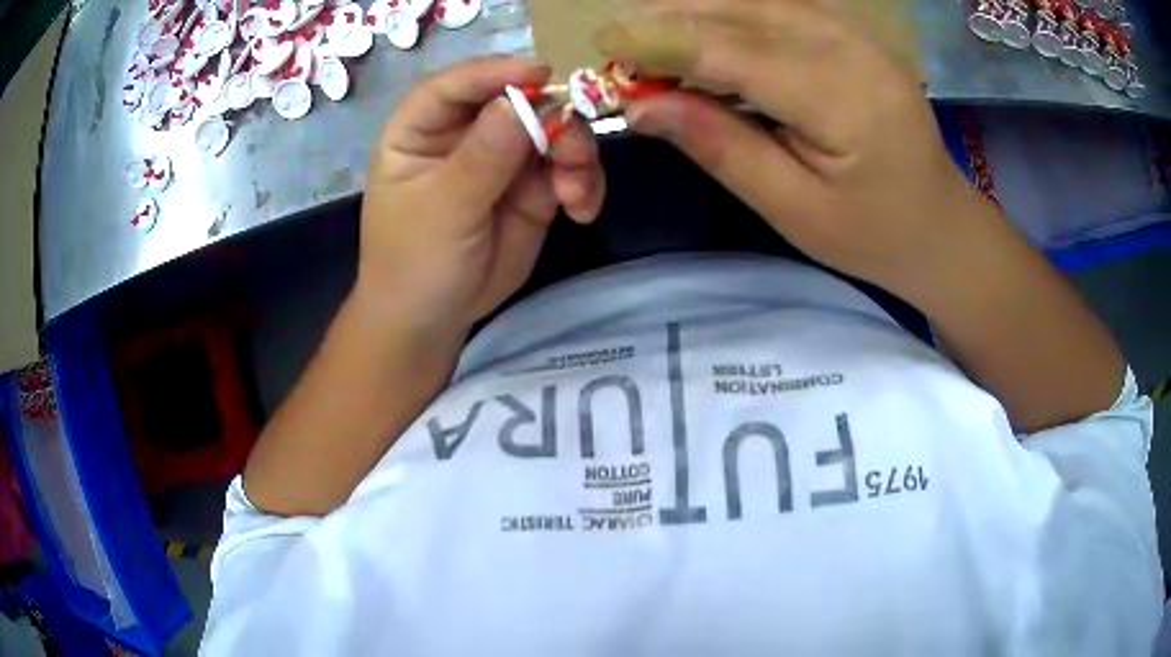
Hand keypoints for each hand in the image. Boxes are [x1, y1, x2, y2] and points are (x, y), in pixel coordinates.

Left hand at [357, 56, 604, 341]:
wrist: (432, 318)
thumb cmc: (415, 261)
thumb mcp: (444, 210)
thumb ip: (483, 157)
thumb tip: (522, 102)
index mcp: (421, 129)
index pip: (454, 86)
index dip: (495, 72)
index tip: (540, 75)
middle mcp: (465, 133)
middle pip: (517, 101)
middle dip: (553, 121)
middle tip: (573, 156)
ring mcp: (503, 158)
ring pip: (552, 132)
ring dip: (576, 154)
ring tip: (577, 195)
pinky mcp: (533, 187)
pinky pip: (568, 169)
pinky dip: (585, 183)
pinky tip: (582, 211)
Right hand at [597, 0, 1000, 298]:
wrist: (941, 227)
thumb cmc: (873, 235)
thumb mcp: (793, 209)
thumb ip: (721, 147)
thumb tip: (643, 107)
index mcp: (844, 102)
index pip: (735, 52)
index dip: (664, 41)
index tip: (605, 44)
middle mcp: (853, 52)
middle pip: (746, 14)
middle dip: (674, 19)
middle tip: (619, 38)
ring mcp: (860, 39)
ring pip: (763, 4)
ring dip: (701, 11)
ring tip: (650, 30)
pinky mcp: (858, 40)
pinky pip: (786, 11)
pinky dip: (736, 14)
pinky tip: (706, 27)